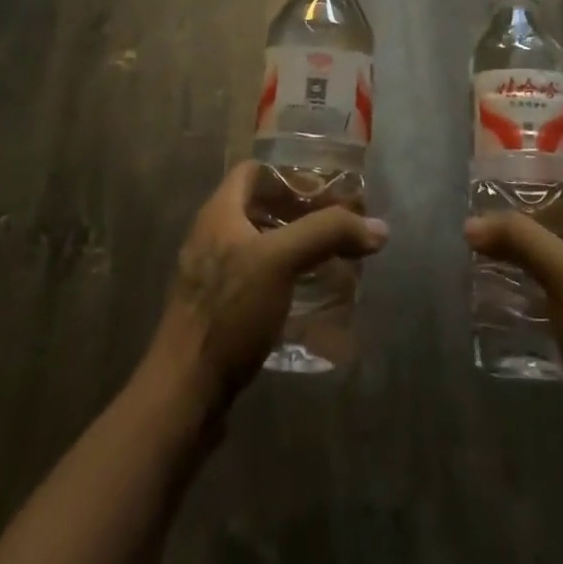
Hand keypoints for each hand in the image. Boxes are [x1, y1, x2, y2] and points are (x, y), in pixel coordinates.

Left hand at [143, 161, 388, 416]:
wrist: (184, 393)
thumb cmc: (228, 312)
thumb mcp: (280, 261)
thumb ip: (327, 234)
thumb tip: (378, 228)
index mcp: (219, 213)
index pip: (255, 170)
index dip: (290, 173)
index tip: (327, 189)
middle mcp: (213, 236)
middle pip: (261, 207)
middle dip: (301, 212)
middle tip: (339, 226)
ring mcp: (213, 276)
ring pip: (261, 245)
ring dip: (296, 247)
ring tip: (333, 259)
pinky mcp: (220, 310)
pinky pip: (258, 279)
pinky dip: (286, 278)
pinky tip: (311, 296)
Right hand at [465, 179, 562, 425]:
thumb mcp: (562, 274)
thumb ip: (519, 240)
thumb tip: (472, 224)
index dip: (553, 179)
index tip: (513, 182)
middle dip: (530, 219)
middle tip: (490, 221)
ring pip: (561, 260)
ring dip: (528, 255)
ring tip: (489, 256)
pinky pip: (558, 294)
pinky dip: (533, 289)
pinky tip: (506, 299)